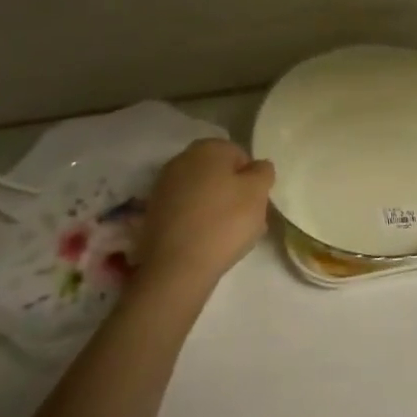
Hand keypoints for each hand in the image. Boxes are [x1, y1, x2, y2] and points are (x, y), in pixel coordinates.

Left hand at [135, 139, 274, 293]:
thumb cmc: (224, 222)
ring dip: (214, 207)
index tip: (255, 203)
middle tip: (244, 219)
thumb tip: (257, 167)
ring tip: (225, 236)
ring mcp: (163, 186)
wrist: (176, 269)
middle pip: (218, 173)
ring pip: (201, 193)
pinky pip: (184, 211)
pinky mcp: (152, 213)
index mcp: (208, 147)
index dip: (251, 180)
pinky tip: (204, 242)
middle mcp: (182, 159)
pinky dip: (195, 221)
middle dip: (232, 192)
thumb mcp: (258, 192)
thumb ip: (263, 172)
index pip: (240, 156)